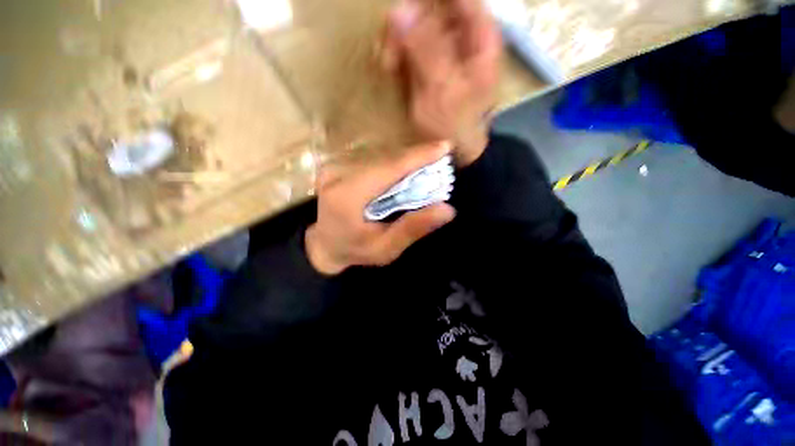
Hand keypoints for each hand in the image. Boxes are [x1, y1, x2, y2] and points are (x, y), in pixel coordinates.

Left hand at [305, 141, 456, 274]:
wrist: (325, 246)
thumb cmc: (355, 250)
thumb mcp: (386, 248)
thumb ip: (413, 228)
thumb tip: (447, 209)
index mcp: (347, 197)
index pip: (388, 169)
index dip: (418, 157)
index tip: (445, 146)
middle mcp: (337, 175)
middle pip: (386, 161)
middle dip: (416, 160)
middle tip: (441, 161)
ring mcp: (334, 167)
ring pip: (380, 158)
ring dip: (406, 162)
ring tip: (427, 167)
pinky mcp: (337, 166)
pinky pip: (373, 161)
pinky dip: (393, 166)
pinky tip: (405, 173)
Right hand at [381, 0, 501, 166]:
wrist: (455, 150)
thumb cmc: (454, 125)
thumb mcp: (442, 90)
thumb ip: (425, 49)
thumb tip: (399, 10)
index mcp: (479, 37)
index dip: (428, 0)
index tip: (402, 10)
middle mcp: (463, 37)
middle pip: (433, 7)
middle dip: (407, 21)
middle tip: (390, 48)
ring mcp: (446, 50)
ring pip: (418, 23)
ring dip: (398, 38)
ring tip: (388, 63)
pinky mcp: (430, 64)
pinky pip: (411, 44)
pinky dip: (397, 51)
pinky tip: (391, 67)